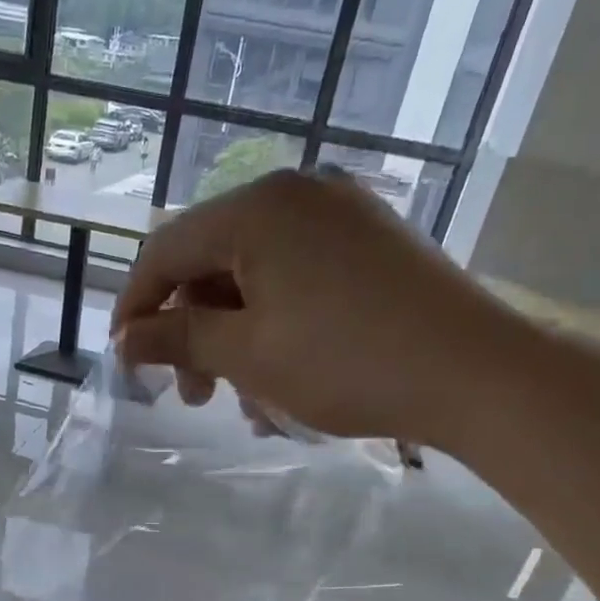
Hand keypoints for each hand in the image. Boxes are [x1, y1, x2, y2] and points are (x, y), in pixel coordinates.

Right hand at [112, 168, 514, 446]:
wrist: (474, 372)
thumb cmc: (345, 361)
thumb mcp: (247, 354)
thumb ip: (177, 339)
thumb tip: (125, 339)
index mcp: (259, 207)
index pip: (167, 249)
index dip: (136, 306)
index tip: (125, 359)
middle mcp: (298, 195)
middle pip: (212, 264)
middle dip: (193, 335)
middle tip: (194, 398)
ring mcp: (341, 216)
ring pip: (256, 279)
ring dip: (236, 342)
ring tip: (247, 406)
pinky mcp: (371, 244)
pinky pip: (299, 282)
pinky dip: (277, 328)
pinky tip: (284, 381)